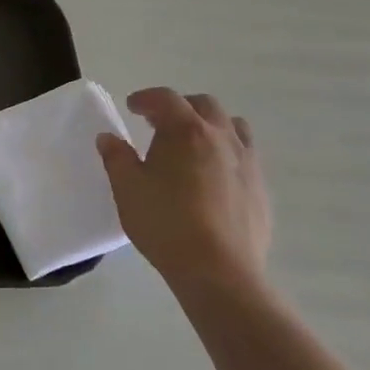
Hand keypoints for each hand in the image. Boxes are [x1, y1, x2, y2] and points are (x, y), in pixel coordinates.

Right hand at [96, 88, 271, 297]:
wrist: (219, 271)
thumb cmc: (165, 223)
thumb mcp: (127, 188)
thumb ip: (116, 157)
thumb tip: (109, 138)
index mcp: (186, 131)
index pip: (166, 99)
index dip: (146, 98)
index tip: (132, 107)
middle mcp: (221, 137)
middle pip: (204, 105)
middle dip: (180, 107)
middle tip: (159, 124)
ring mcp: (247, 163)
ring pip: (233, 126)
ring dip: (211, 126)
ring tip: (193, 144)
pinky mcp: (261, 189)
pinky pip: (246, 156)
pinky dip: (227, 153)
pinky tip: (213, 177)